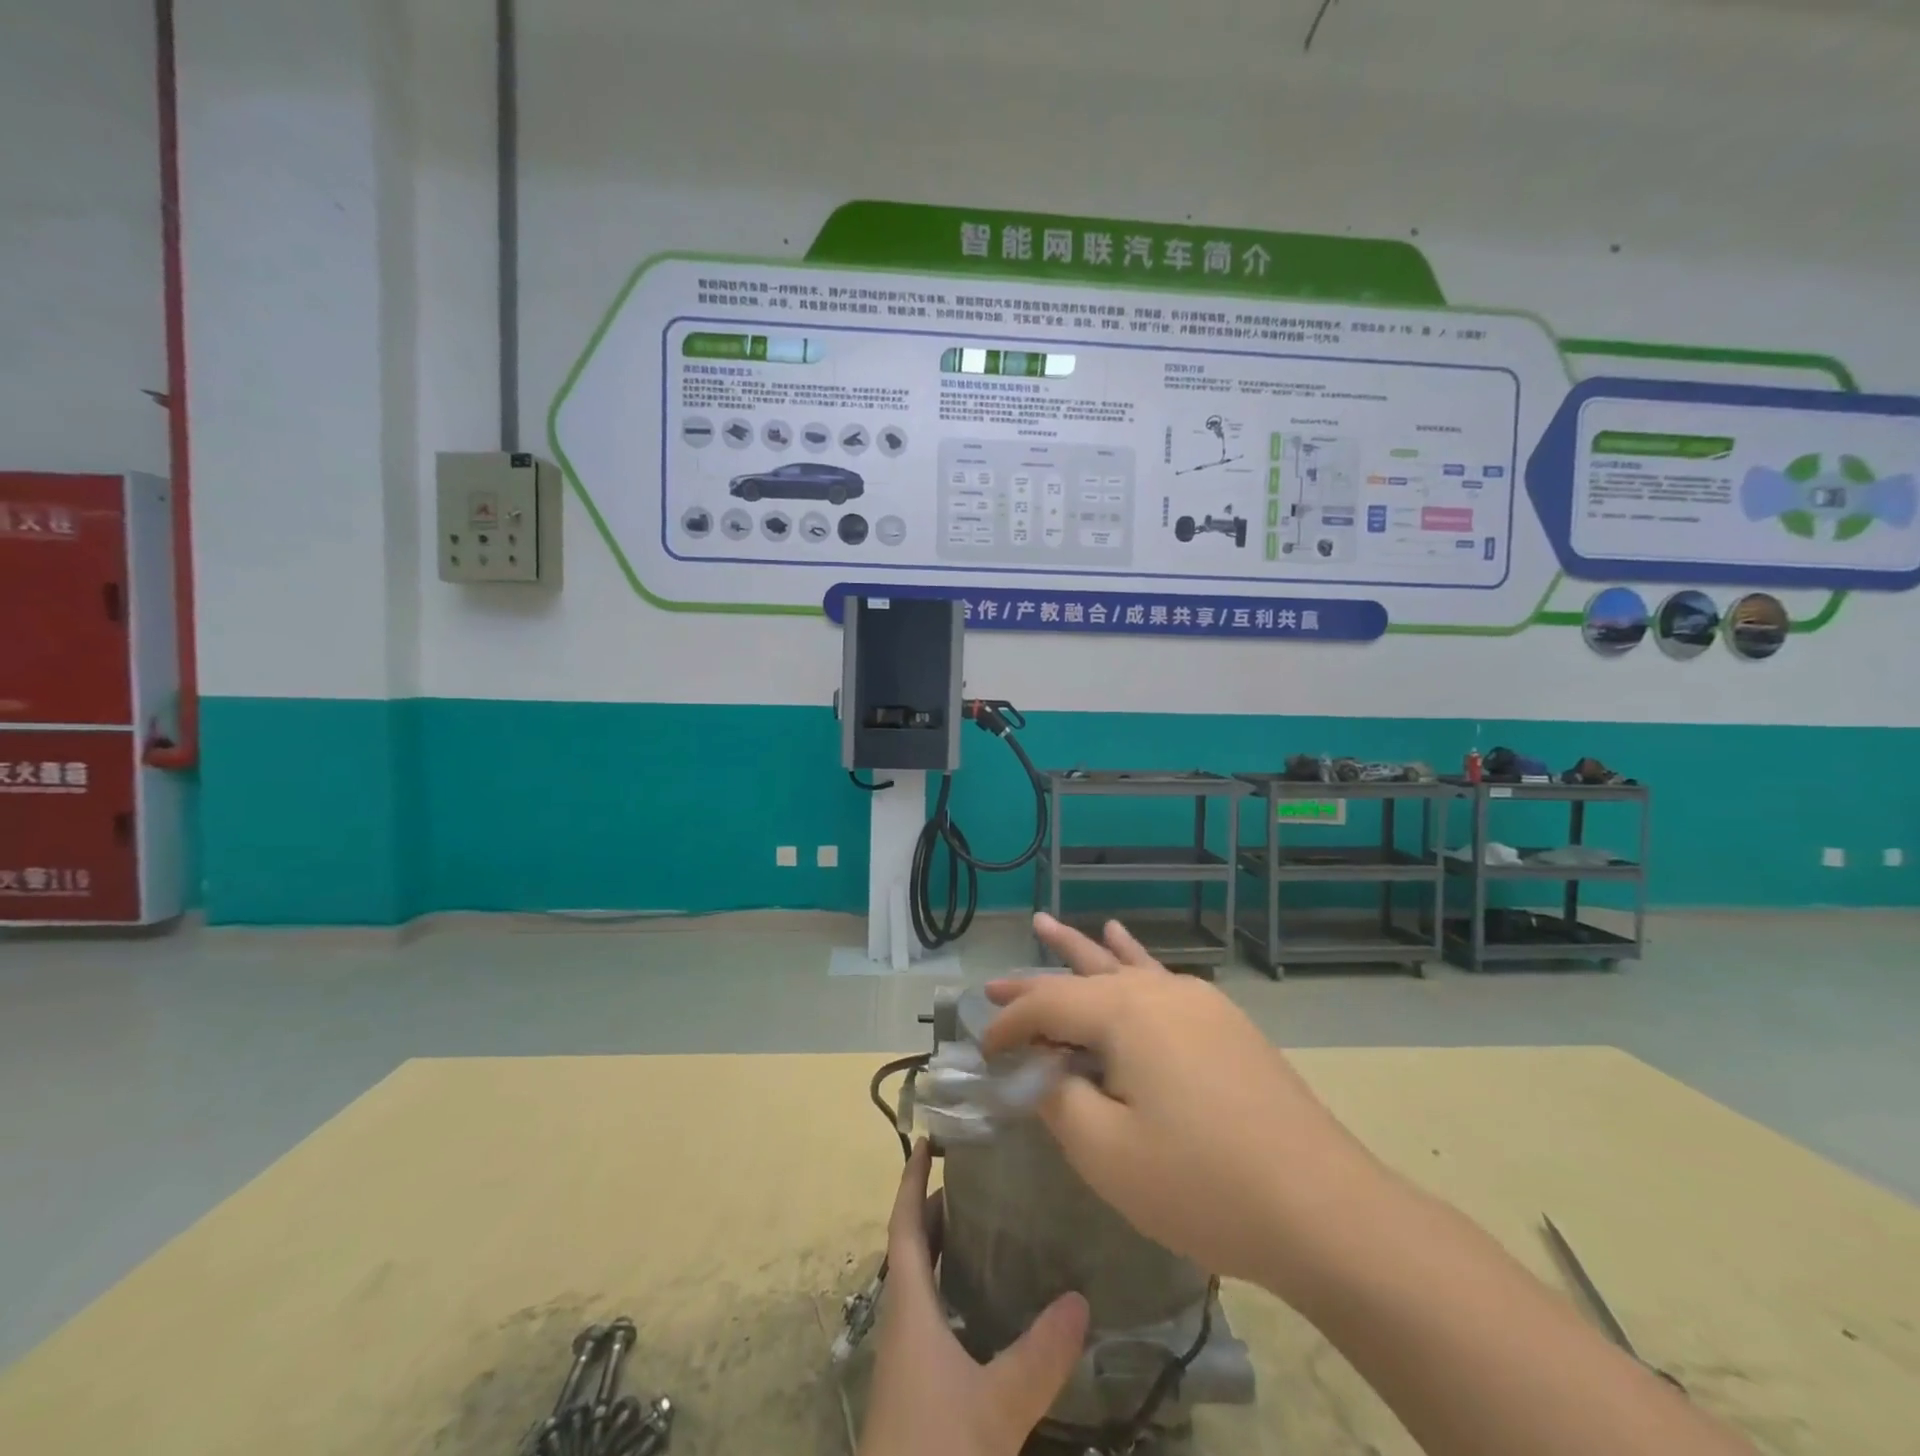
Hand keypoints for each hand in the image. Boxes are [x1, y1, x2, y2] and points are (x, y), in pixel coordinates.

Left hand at [857, 1140, 1089, 1455]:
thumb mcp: (997, 1406)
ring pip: (922, 1282)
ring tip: (988, 1226)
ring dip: (945, 1248)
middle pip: (913, 1247)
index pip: (904, 1225)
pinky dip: (953, 1289)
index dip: (912, 1180)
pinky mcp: (918, 1385)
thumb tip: (1082, 1299)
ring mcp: (908, 1355)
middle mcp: (903, 1320)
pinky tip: (987, 1304)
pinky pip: (933, 1314)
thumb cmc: (937, 1450)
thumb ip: (1040, 1354)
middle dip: (936, 1207)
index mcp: (908, 1306)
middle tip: (977, 1177)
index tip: (927, 1139)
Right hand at [984, 913, 1375, 1288]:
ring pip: (1123, 969)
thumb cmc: (1202, 1183)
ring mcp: (1198, 1003)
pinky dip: (1134, 960)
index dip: (1009, 1027)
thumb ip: (1058, 1099)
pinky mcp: (1225, 1025)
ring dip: (1081, 953)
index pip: (1047, 1004)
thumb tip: (1041, 1071)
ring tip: (1048, 924)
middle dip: (1034, 981)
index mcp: (1125, 1012)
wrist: (1324, 1209)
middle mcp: (1159, 992)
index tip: (983, 1054)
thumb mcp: (1106, 1152)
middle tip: (992, 983)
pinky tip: (1123, 942)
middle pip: (1082, 977)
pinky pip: (1162, 981)